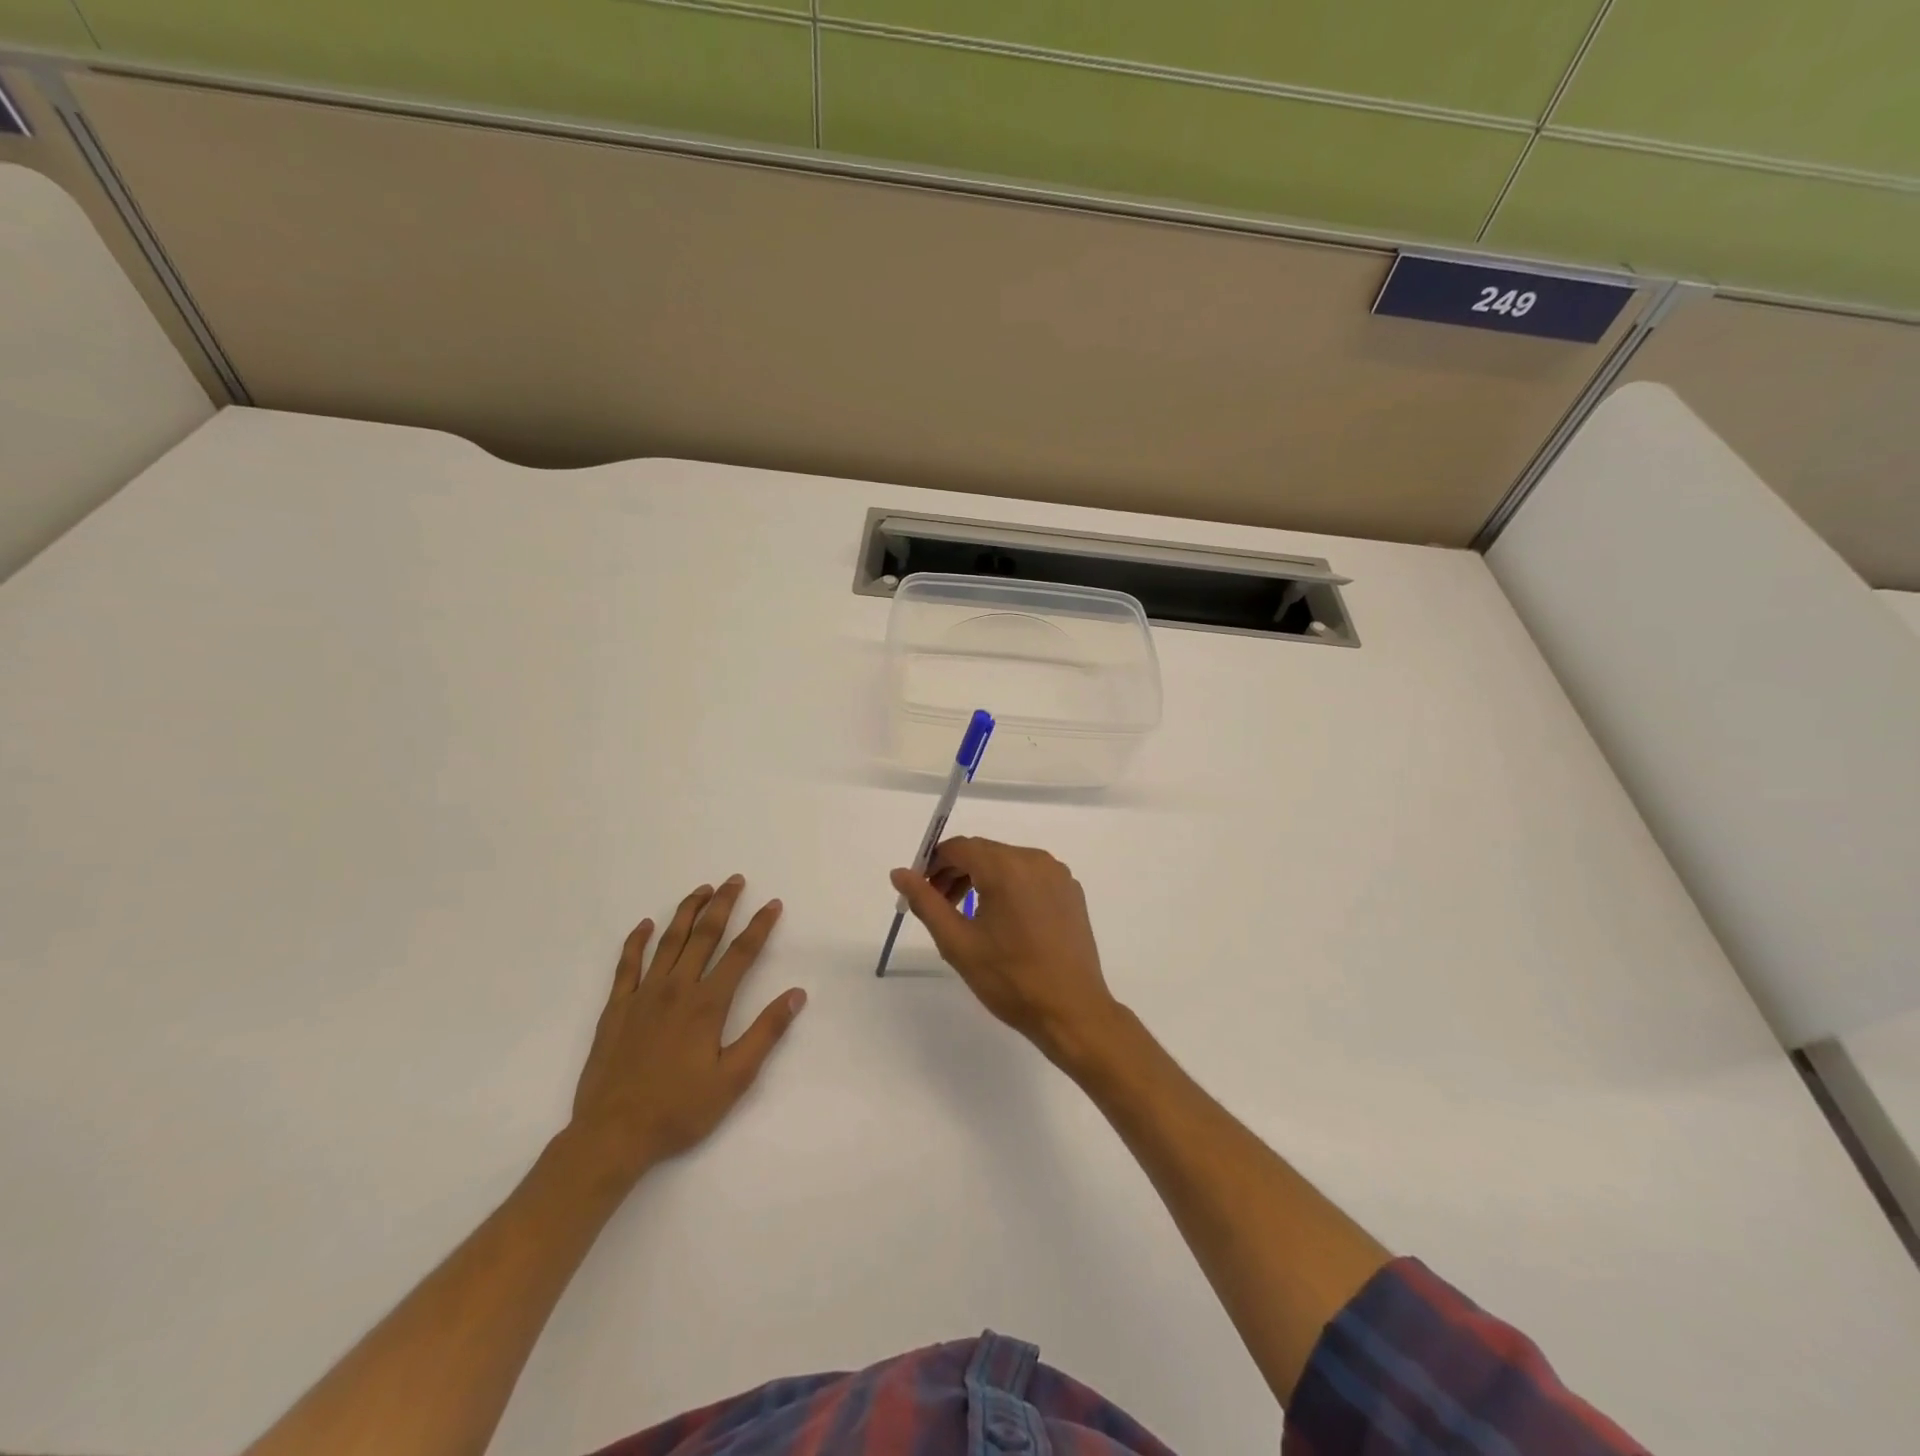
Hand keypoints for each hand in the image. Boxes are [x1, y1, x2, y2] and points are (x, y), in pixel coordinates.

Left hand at [567, 876, 804, 1187]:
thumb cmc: (679, 1109)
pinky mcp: (616, 1008)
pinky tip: (645, 924)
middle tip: (735, 880)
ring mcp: (643, 995)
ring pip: (668, 941)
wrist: (612, 1134)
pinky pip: (627, 964)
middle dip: (723, 904)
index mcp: (708, 1004)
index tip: (773, 903)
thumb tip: (797, 994)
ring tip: (701, 889)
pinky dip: (636, 941)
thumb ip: (766, 1032)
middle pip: (704, 935)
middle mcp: (677, 988)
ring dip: (687, 911)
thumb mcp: (735, 1078)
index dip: (760, 926)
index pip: (741, 953)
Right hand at [890, 837, 1121, 1062]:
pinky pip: (1031, 877)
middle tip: (938, 905)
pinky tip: (1004, 921)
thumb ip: (926, 902)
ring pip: (1008, 863)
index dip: (933, 863)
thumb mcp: (958, 943)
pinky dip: (1010, 887)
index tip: (920, 890)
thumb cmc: (1010, 979)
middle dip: (956, 872)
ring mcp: (1058, 875)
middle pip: (984, 852)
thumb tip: (899, 873)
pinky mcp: (1071, 892)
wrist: (1072, 1011)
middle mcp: (1035, 860)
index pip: (959, 848)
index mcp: (1007, 867)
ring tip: (967, 915)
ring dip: (982, 879)